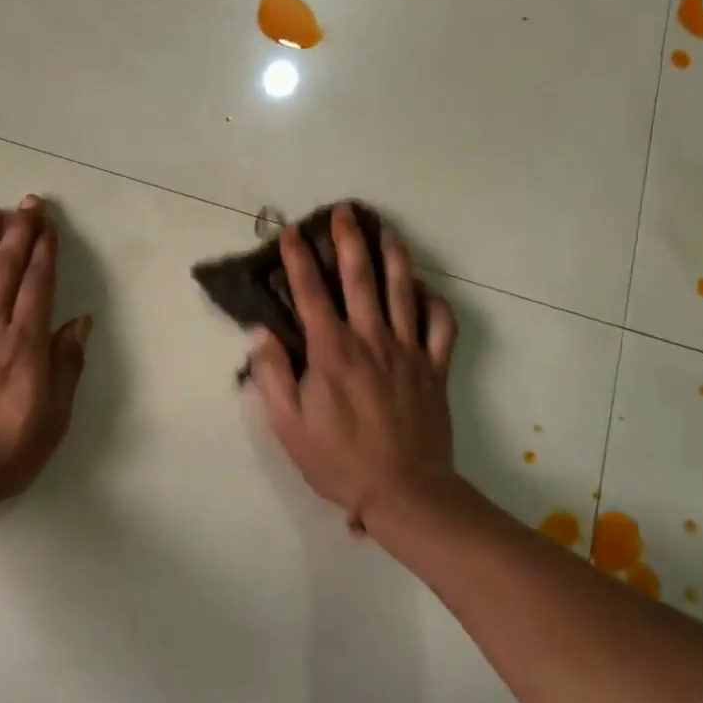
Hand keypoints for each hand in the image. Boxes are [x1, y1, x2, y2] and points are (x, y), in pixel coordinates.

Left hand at [0, 196, 91, 508]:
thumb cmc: (3, 455)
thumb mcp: (53, 420)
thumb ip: (66, 367)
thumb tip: (80, 322)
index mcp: (24, 347)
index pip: (38, 286)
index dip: (45, 251)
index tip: (49, 225)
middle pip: (7, 271)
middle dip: (20, 233)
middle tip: (28, 203)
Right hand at [248, 205, 458, 529]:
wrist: (404, 491)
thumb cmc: (337, 459)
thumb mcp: (288, 424)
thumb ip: (272, 374)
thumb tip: (261, 333)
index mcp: (332, 351)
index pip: (310, 293)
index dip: (298, 259)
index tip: (289, 231)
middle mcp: (371, 339)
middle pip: (360, 278)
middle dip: (349, 240)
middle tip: (344, 211)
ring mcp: (408, 350)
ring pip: (403, 290)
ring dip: (394, 255)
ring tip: (386, 229)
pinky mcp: (435, 367)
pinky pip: (441, 324)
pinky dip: (434, 300)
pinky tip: (424, 288)